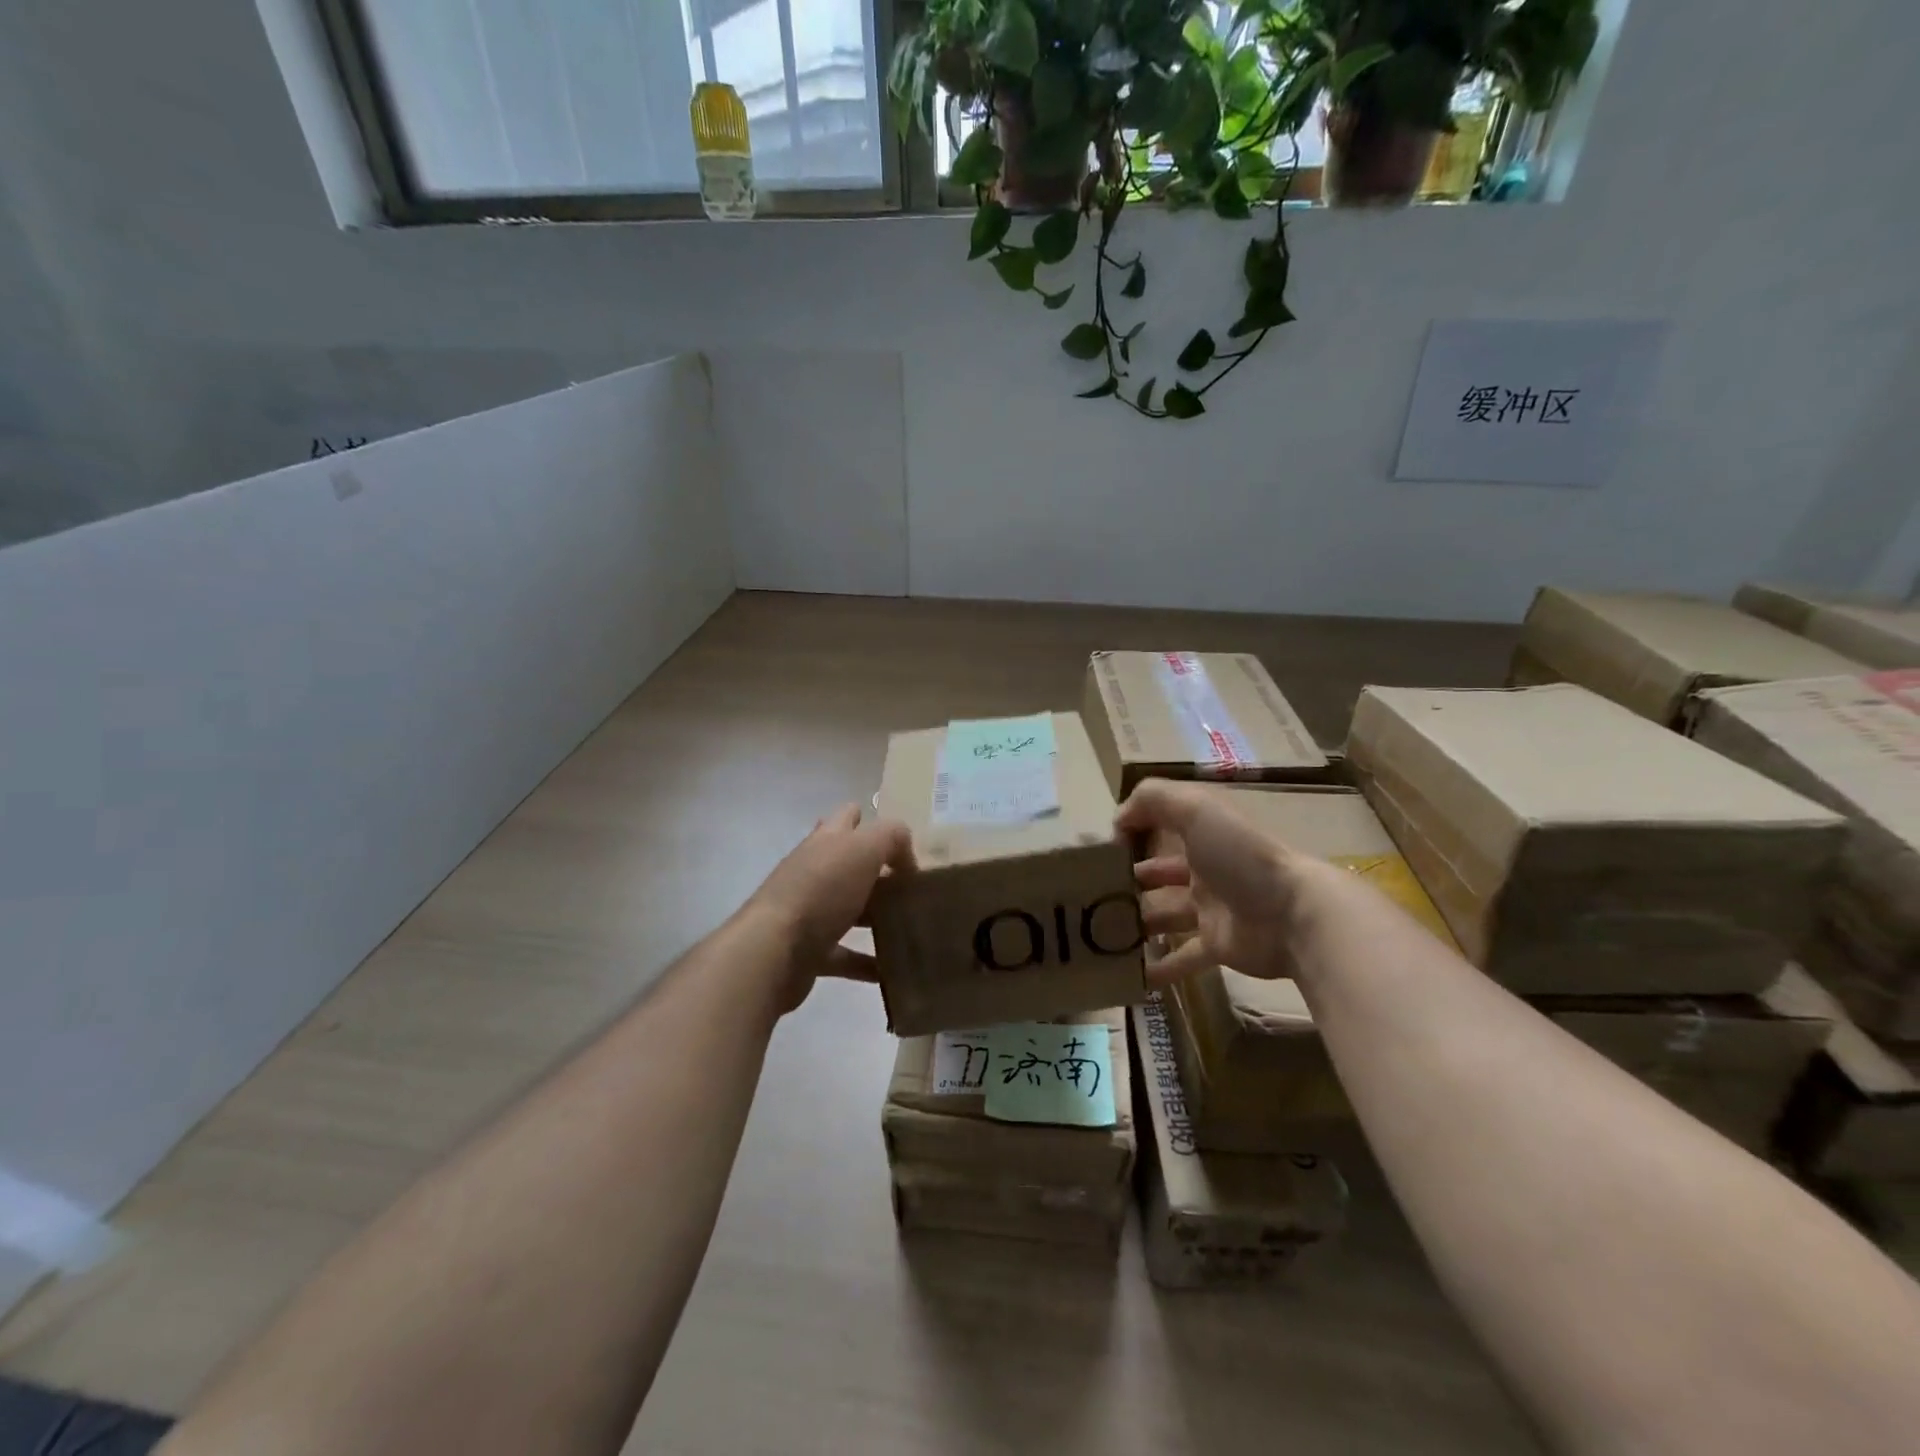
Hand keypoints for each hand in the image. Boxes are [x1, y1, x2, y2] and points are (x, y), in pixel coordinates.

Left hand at [744, 803, 914, 1010]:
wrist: (774, 950)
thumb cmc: (821, 890)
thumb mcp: (864, 848)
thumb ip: (892, 838)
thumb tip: (906, 857)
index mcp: (826, 841)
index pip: (848, 817)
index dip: (873, 822)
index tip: (904, 845)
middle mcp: (815, 872)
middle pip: (849, 864)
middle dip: (879, 871)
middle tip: (912, 886)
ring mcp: (809, 912)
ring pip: (850, 909)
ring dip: (876, 916)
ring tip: (911, 925)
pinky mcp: (809, 951)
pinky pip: (846, 955)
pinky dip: (868, 962)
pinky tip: (894, 970)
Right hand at [1116, 780, 1321, 985]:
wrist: (1294, 914)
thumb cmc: (1240, 855)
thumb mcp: (1195, 808)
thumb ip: (1151, 799)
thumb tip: (1117, 821)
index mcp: (1202, 833)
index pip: (1159, 827)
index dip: (1130, 835)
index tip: (1098, 853)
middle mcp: (1205, 868)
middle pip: (1157, 874)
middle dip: (1126, 882)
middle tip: (1090, 896)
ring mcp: (1211, 909)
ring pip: (1163, 915)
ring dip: (1134, 923)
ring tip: (1098, 932)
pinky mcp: (1217, 946)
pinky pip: (1182, 958)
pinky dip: (1157, 968)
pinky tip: (1128, 975)